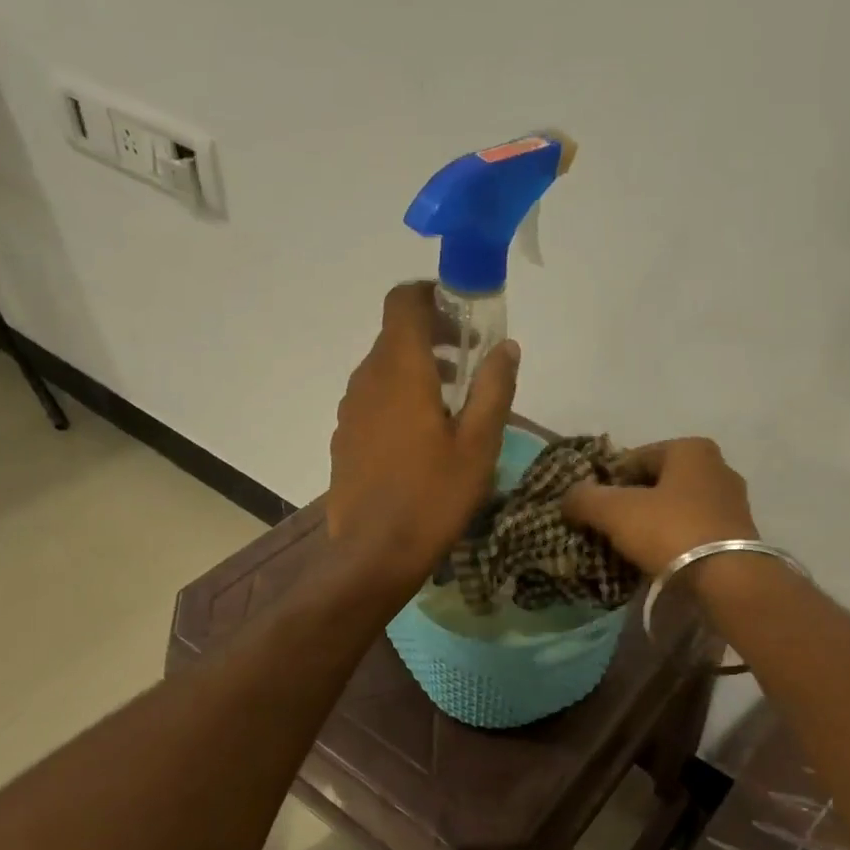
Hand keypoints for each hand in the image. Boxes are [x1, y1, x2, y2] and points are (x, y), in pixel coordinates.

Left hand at [328, 281, 518, 599]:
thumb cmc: (434, 496)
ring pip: (382, 370)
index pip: (403, 301)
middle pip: (395, 336)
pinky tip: (420, 440)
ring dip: (416, 372)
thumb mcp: (479, 444)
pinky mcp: (344, 439)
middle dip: (433, 338)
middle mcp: (367, 379)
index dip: (431, 295)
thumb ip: (494, 388)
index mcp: (401, 370)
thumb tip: (505, 347)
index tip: (462, 315)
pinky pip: (372, 401)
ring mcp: (350, 410)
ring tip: (451, 406)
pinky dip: (397, 400)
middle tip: (470, 366)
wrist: (375, 554)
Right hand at [562, 437, 758, 576]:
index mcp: (691, 449)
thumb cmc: (670, 531)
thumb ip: (585, 498)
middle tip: (609, 528)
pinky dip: (675, 541)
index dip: (608, 482)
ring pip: (677, 508)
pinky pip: (694, 531)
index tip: (593, 508)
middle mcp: (717, 467)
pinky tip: (659, 560)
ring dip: (654, 523)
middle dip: (633, 502)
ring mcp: (733, 502)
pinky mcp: (739, 535)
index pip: (635, 459)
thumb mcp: (615, 511)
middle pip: (658, 483)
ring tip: (631, 548)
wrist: (728, 580)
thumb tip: (568, 497)